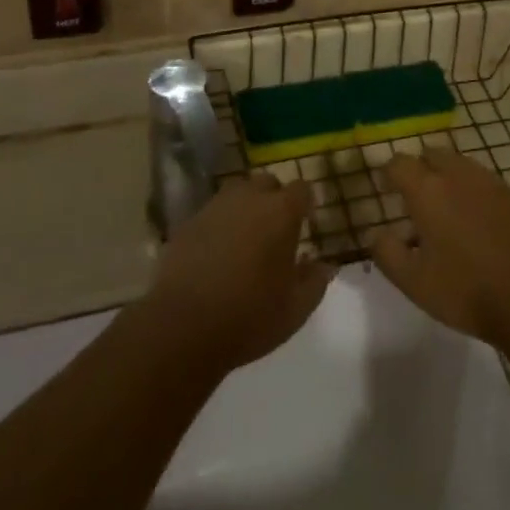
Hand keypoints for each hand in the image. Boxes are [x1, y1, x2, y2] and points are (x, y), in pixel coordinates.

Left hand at [142, 172, 333, 372]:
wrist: (182, 326)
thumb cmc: (250, 316)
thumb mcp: (295, 309)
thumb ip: (315, 282)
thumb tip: (326, 265)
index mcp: (281, 212)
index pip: (301, 189)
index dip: (305, 204)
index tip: (306, 223)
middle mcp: (249, 198)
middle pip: (267, 183)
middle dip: (274, 200)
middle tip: (274, 231)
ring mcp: (215, 207)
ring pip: (237, 194)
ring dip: (245, 208)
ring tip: (244, 240)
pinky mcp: (188, 223)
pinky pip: (211, 214)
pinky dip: (218, 226)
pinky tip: (215, 254)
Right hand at [369, 147, 509, 345]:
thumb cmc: (464, 290)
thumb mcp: (412, 282)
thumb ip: (387, 252)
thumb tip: (376, 233)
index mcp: (427, 191)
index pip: (399, 163)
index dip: (389, 173)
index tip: (387, 189)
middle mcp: (458, 175)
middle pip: (432, 154)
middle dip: (421, 168)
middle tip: (418, 196)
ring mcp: (490, 182)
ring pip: (462, 164)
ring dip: (449, 176)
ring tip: (449, 208)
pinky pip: (487, 182)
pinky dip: (476, 192)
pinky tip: (480, 220)